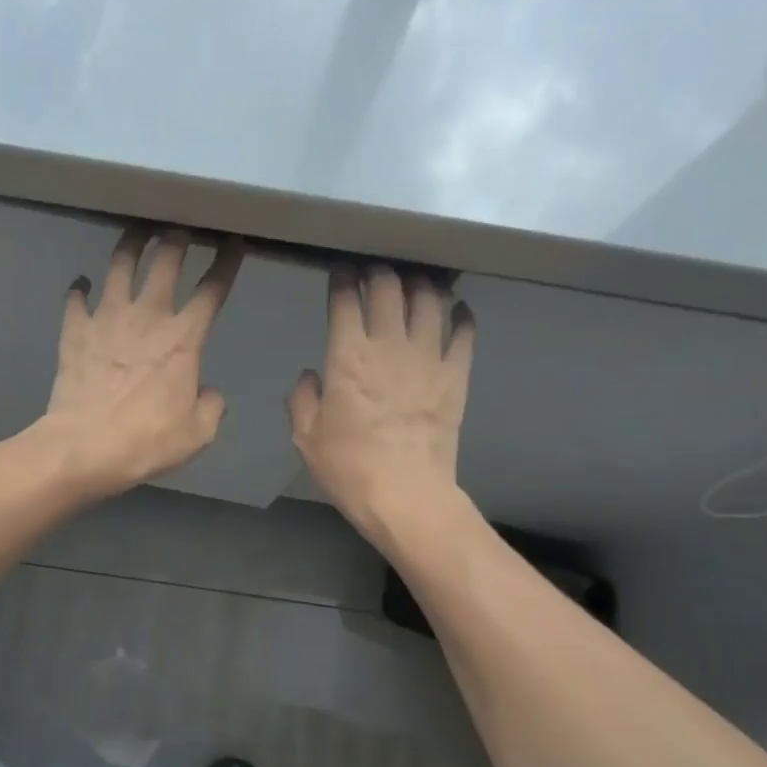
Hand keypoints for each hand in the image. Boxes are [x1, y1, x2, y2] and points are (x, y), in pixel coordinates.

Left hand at [38, 226, 242, 497]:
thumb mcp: (197, 433)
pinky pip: (76, 299)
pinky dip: (79, 289)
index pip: (212, 289)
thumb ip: (211, 406)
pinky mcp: (75, 331)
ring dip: (131, 244)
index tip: (233, 242)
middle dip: (177, 237)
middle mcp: (147, 316)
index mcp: (183, 339)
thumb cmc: (146, 441)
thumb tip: (208, 391)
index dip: (226, 262)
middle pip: (165, 261)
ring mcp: (106, 319)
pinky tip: (81, 284)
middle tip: (181, 227)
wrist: (84, 447)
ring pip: (120, 265)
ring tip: (137, 233)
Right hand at [288, 265, 474, 540]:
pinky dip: (461, 314)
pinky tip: (456, 310)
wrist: (406, 495)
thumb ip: (303, 399)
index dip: (342, 278)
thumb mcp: (307, 438)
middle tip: (376, 273)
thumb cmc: (349, 467)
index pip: (346, 298)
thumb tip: (311, 375)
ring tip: (415, 282)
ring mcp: (428, 357)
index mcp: (347, 356)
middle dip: (380, 272)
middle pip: (389, 287)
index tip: (340, 271)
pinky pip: (464, 331)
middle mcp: (389, 345)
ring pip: (430, 299)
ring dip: (421, 284)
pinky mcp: (456, 374)